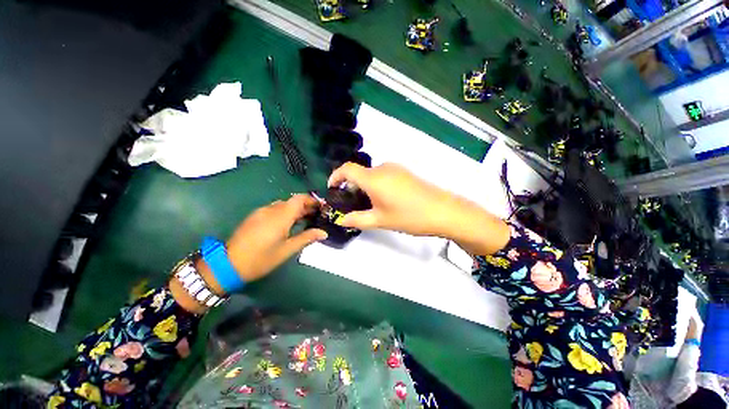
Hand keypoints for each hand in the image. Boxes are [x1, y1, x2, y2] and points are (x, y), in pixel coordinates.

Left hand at [172, 195, 325, 313]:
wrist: (228, 264)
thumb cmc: (262, 258)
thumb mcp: (287, 249)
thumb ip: (306, 238)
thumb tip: (324, 233)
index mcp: (281, 215)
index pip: (300, 198)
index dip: (312, 200)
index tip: (321, 207)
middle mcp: (271, 209)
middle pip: (292, 201)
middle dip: (305, 206)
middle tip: (316, 216)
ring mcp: (261, 212)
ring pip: (283, 205)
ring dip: (295, 210)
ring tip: (303, 221)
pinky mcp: (254, 216)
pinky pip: (273, 209)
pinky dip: (284, 213)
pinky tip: (287, 225)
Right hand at [328, 163, 509, 254]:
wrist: (444, 211)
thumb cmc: (409, 216)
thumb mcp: (380, 220)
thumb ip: (357, 219)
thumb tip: (340, 219)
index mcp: (373, 178)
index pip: (346, 169)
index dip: (335, 176)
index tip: (332, 189)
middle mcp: (383, 168)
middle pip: (359, 173)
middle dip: (351, 187)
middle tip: (352, 204)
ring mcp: (396, 169)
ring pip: (371, 175)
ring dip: (364, 186)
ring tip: (369, 205)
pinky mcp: (405, 172)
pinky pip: (383, 175)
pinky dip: (376, 184)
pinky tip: (384, 199)